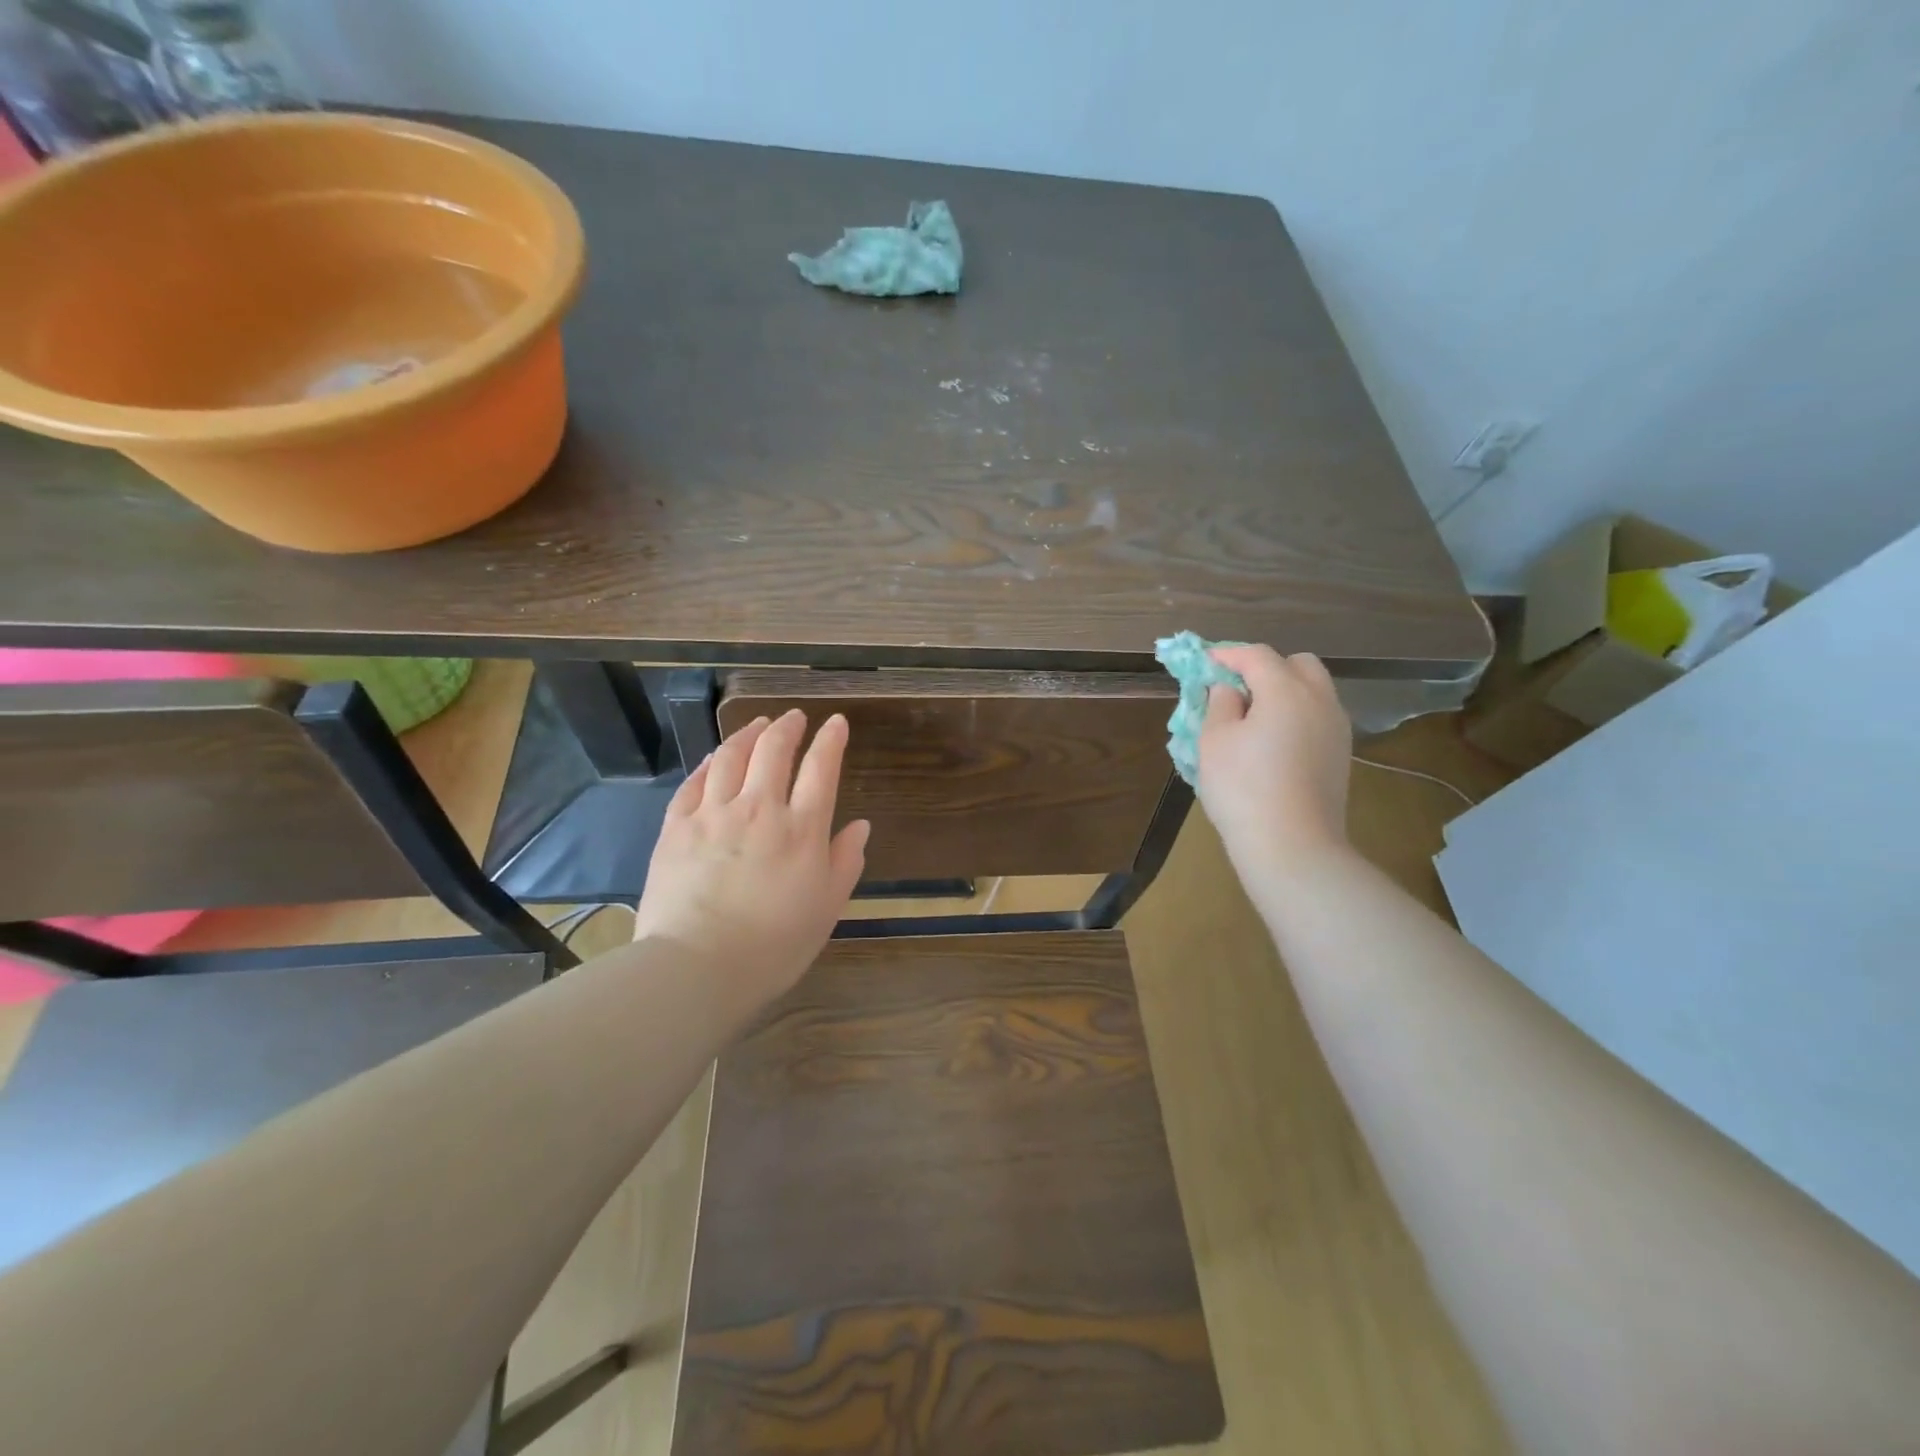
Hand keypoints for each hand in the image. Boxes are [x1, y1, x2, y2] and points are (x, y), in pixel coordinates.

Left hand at [631, 710, 868, 1012]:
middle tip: (794, 717)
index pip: (821, 768)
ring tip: (757, 724)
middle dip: (788, 727)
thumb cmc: (774, 945)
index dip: (830, 740)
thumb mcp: (827, 908)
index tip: (836, 722)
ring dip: (748, 733)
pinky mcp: (677, 827)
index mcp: (802, 828)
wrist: (697, 967)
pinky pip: (695, 782)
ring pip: (732, 756)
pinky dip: (710, 762)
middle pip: (774, 750)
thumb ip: (845, 861)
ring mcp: (713, 814)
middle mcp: (759, 808)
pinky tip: (716, 756)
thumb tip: (860, 826)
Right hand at [1197, 645, 1352, 878]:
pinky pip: (1318, 717)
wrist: (1293, 846)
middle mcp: (1319, 700)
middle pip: (1297, 664)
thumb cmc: (1243, 788)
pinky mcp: (1341, 754)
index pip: (1256, 655)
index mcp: (1286, 690)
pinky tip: (1273, 742)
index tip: (1204, 662)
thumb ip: (1219, 704)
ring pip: (1313, 690)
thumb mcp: (1214, 741)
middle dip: (1265, 668)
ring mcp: (1337, 728)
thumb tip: (1229, 689)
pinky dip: (1296, 715)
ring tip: (1253, 717)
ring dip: (1284, 691)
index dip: (1227, 655)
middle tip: (1235, 689)